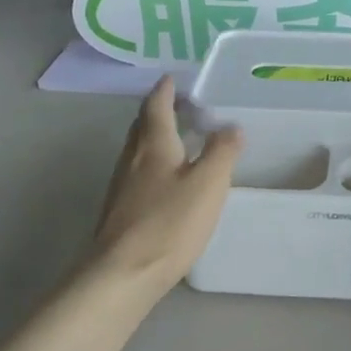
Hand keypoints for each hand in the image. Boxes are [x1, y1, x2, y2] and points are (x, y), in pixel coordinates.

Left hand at [91, 76, 241, 297]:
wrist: (122, 273)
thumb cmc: (168, 223)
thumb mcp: (208, 184)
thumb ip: (222, 152)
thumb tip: (231, 126)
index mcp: (153, 145)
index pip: (156, 106)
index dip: (165, 90)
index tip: (172, 77)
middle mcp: (131, 159)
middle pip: (142, 126)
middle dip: (158, 111)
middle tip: (178, 104)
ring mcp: (121, 186)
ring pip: (137, 150)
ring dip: (155, 138)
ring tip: (177, 138)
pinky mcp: (120, 210)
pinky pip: (137, 174)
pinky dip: (153, 164)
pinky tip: (166, 180)